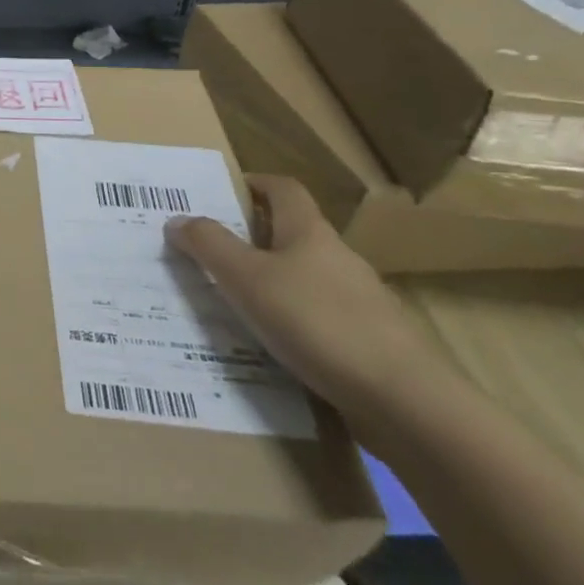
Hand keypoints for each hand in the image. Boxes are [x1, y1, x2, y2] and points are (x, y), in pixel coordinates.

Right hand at [164, 174, 448, 416]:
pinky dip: (291, 321)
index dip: (255, 183)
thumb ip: (209, 245)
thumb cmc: (317, 322)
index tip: (224, 191)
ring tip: (231, 303)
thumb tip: (177, 219)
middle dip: (252, 237)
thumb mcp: (246, 279)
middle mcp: (338, 258)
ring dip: (270, 282)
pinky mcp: (369, 341)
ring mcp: (359, 301)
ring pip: (304, 278)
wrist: (406, 401)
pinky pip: (318, 317)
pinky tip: (271, 345)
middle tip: (210, 251)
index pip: (284, 189)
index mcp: (310, 233)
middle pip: (292, 233)